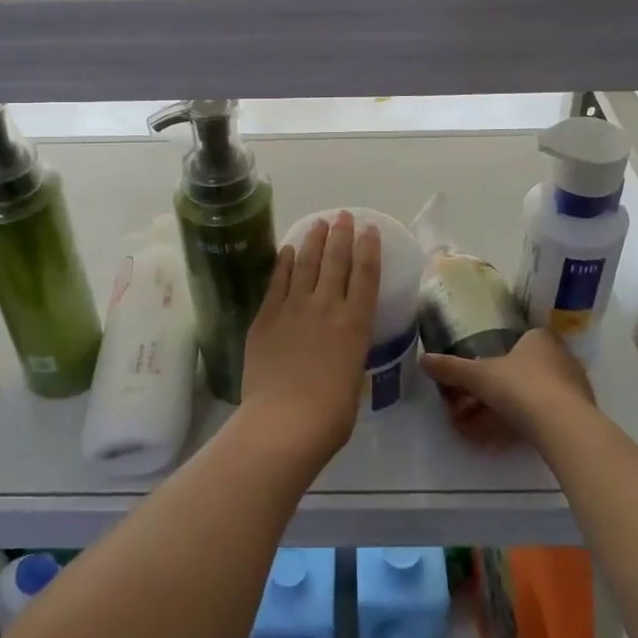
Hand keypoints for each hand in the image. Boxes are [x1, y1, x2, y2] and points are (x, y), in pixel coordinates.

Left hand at [239, 212, 381, 466]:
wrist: (283, 421)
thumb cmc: (329, 415)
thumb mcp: (353, 382)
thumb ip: (348, 356)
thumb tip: (341, 351)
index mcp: (355, 324)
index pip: (366, 276)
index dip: (369, 249)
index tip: (369, 230)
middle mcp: (327, 307)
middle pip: (336, 261)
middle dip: (341, 234)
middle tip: (343, 215)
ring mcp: (294, 308)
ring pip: (306, 263)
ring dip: (314, 240)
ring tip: (319, 222)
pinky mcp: (267, 316)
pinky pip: (278, 281)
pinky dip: (284, 262)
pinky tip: (288, 249)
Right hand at [422, 328, 595, 448]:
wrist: (563, 426)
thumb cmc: (520, 387)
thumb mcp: (479, 376)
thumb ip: (452, 368)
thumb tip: (422, 359)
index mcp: (540, 338)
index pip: (525, 337)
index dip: (507, 350)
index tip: (491, 366)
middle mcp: (563, 355)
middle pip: (535, 364)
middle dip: (515, 378)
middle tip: (493, 394)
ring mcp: (577, 385)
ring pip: (546, 389)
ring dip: (528, 400)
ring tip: (504, 417)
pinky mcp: (584, 412)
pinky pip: (556, 410)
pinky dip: (540, 418)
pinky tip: (523, 432)